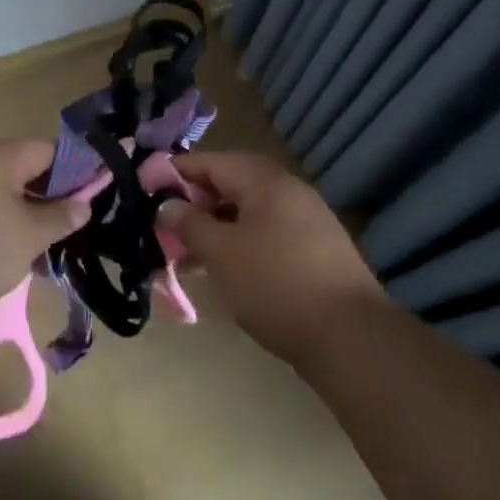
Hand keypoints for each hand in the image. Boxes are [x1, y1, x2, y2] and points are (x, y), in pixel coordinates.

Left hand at [0, 139, 90, 309]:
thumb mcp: (30, 235)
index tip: (93, 194)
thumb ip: (60, 216)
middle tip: (71, 222)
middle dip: (48, 194)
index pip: (47, 151)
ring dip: (23, 213)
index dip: (74, 170)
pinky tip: (8, 253)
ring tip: (43, 244)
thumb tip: (84, 203)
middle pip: (22, 169)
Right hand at [158, 150, 383, 365]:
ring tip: (188, 253)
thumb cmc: (276, 285)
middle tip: (166, 223)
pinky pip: (267, 233)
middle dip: (196, 201)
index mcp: (265, 181)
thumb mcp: (221, 253)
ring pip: (249, 211)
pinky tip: (225, 270)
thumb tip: (167, 204)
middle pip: (232, 183)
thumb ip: (189, 224)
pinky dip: (241, 242)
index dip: (177, 171)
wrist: (352, 339)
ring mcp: (307, 220)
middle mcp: (288, 190)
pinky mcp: (316, 250)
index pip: (212, 161)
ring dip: (217, 226)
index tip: (147, 187)